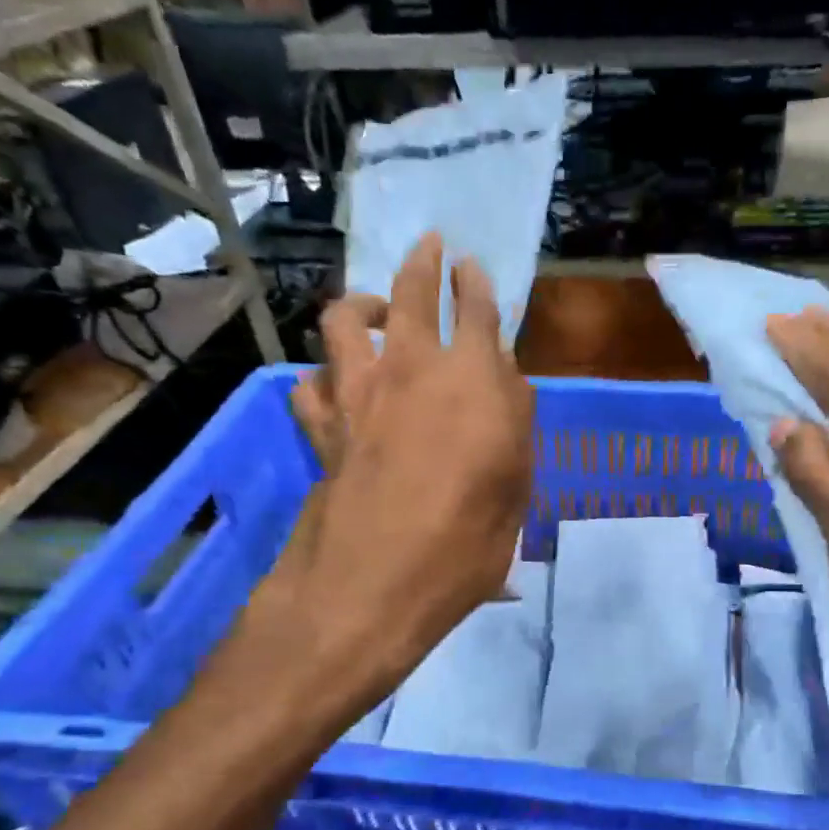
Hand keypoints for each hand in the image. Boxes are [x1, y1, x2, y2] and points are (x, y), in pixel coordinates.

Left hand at [259, 233, 533, 715]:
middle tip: (429, 246)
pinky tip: (331, 386)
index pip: (476, 309)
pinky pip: (310, 384)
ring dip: (359, 304)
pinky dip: (321, 377)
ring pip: (342, 320)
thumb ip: (515, 422)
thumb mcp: (518, 486)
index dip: (475, 282)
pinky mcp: (321, 427)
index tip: (471, 266)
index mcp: (471, 378)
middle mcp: (410, 368)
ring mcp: (357, 393)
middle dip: (422, 262)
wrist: (374, 583)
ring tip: (370, 309)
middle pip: (409, 292)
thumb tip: (504, 385)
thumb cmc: (467, 540)